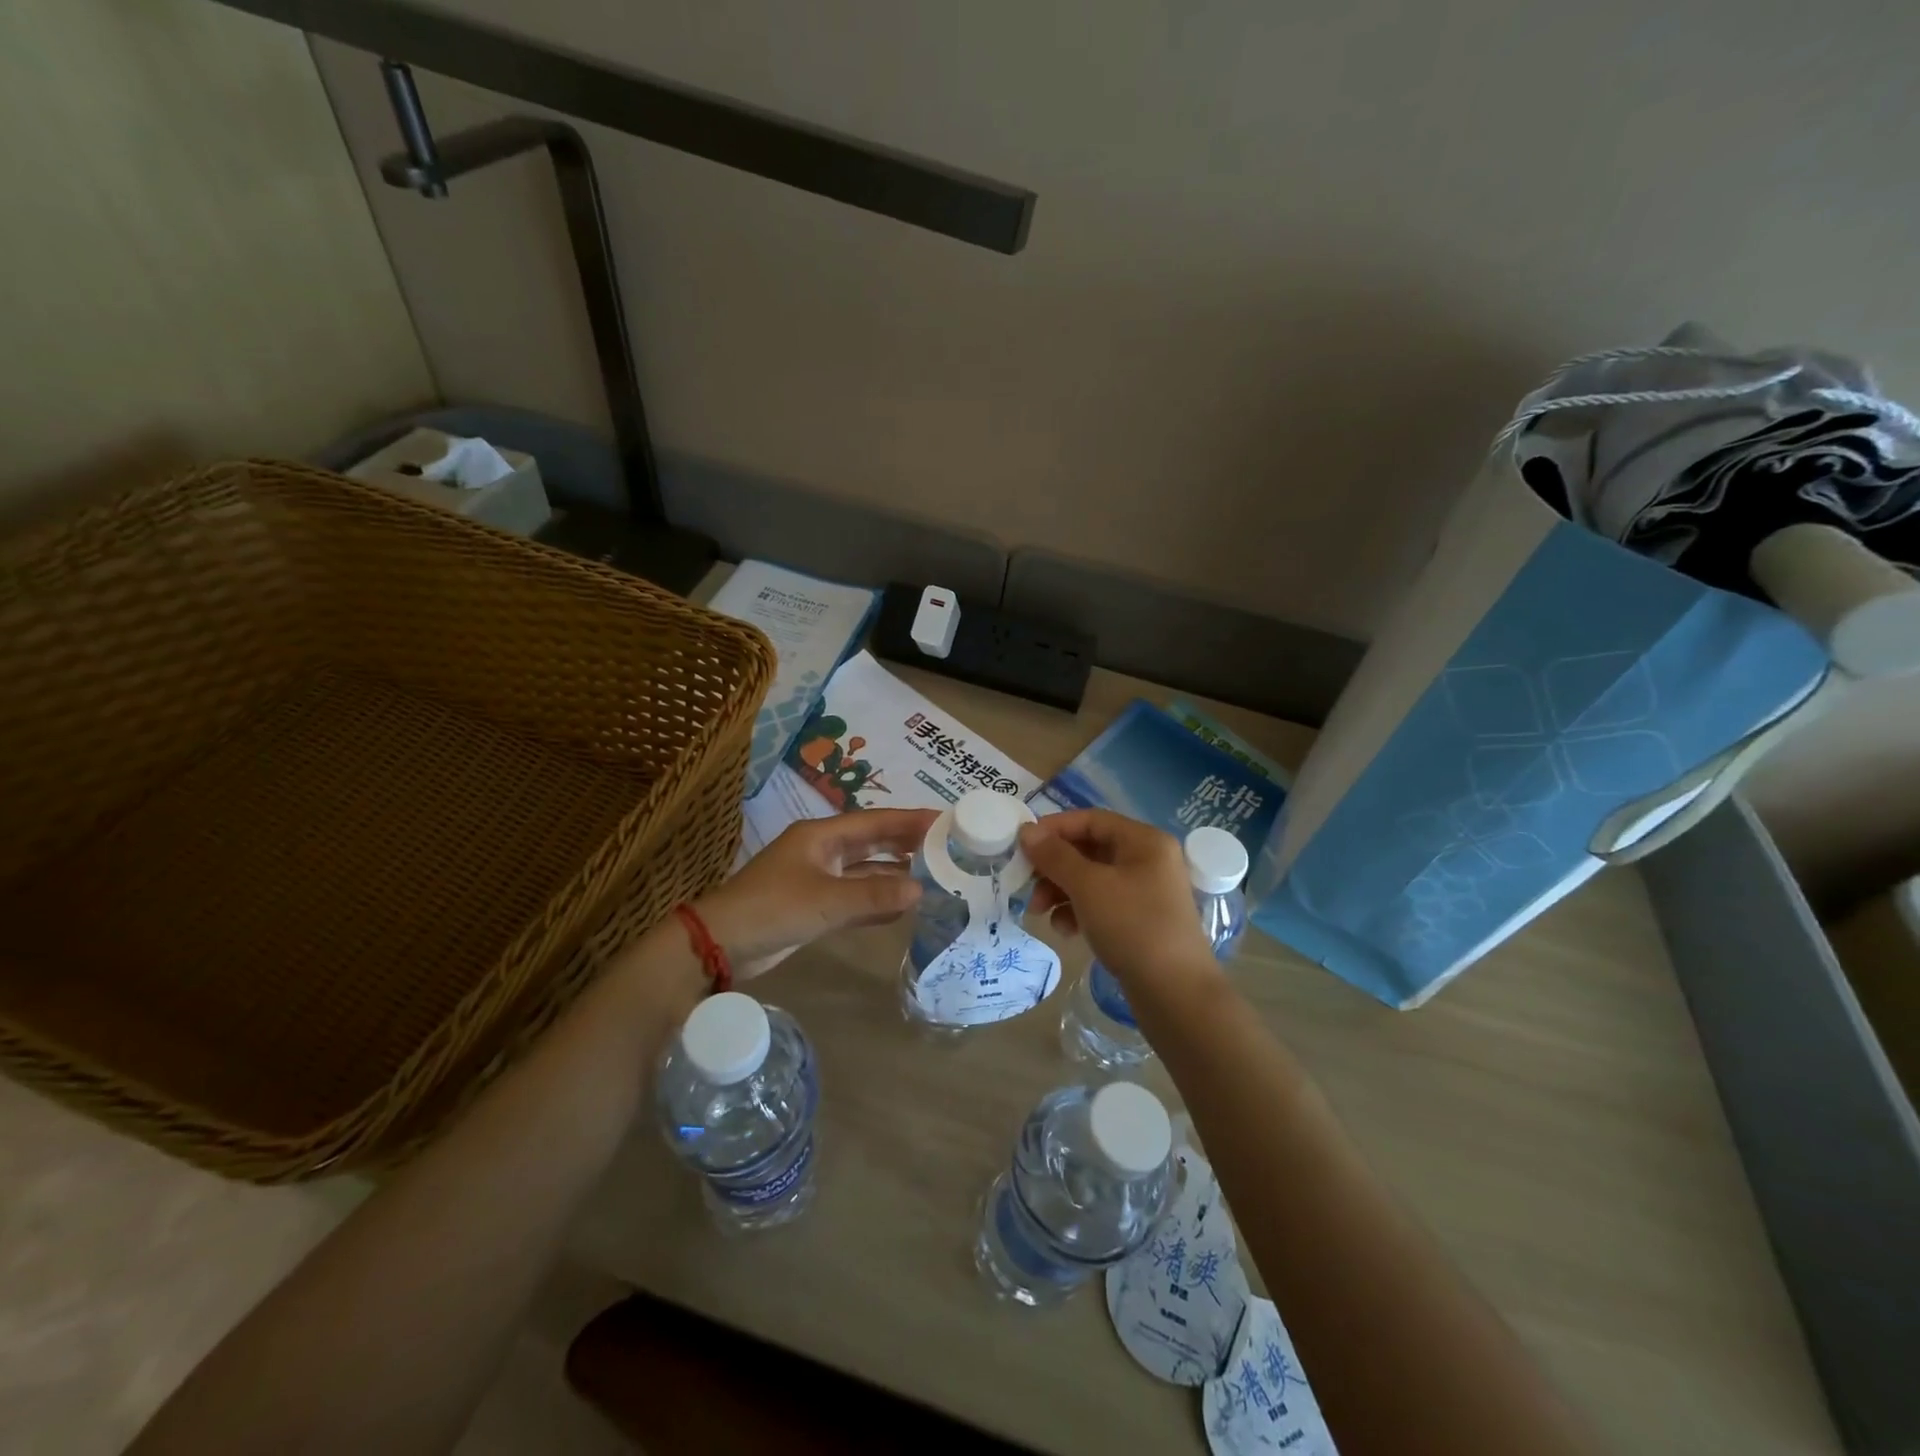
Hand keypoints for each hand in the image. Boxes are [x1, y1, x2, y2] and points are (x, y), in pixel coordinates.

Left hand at [694, 808, 939, 972]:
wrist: (720, 945)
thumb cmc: (772, 908)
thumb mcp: (826, 901)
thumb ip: (874, 895)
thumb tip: (920, 890)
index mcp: (821, 836)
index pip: (875, 822)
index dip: (909, 820)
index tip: (944, 820)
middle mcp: (822, 852)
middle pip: (872, 842)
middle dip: (906, 844)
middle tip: (946, 846)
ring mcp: (817, 880)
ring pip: (864, 871)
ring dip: (894, 874)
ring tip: (933, 875)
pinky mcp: (814, 907)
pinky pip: (854, 898)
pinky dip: (877, 901)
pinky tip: (903, 907)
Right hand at [1020, 809, 1214, 987]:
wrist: (1176, 994)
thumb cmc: (1133, 927)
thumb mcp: (1088, 887)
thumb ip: (1055, 856)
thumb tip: (1027, 831)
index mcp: (1144, 841)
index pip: (1091, 819)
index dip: (1054, 828)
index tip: (1022, 845)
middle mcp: (1148, 859)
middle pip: (1089, 850)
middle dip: (1054, 867)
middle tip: (1026, 886)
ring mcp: (1146, 891)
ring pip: (1091, 879)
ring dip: (1061, 891)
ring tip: (1039, 914)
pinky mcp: (1141, 920)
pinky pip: (1101, 904)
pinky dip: (1079, 911)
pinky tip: (1066, 931)